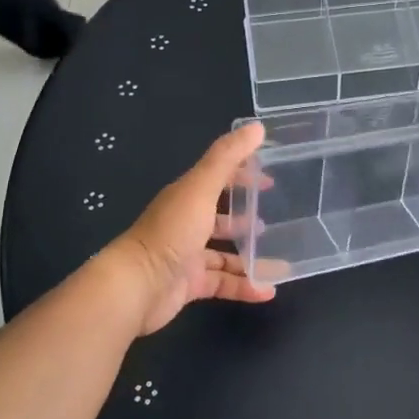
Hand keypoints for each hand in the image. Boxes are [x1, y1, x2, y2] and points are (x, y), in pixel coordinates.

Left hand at [107, 122, 273, 335]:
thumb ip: (228, 157)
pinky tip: (267, 291)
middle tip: (275, 221)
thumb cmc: (171, 231)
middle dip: (246, 218)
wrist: (137, 285)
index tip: (270, 178)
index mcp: (187, 197)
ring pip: (224, 255)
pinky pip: (223, 283)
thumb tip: (257, 127)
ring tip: (280, 262)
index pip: (218, 179)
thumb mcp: (201, 188)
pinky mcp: (189, 284)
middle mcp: (187, 223)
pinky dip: (244, 286)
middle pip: (220, 217)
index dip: (242, 175)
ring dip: (250, 257)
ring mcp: (187, 255)